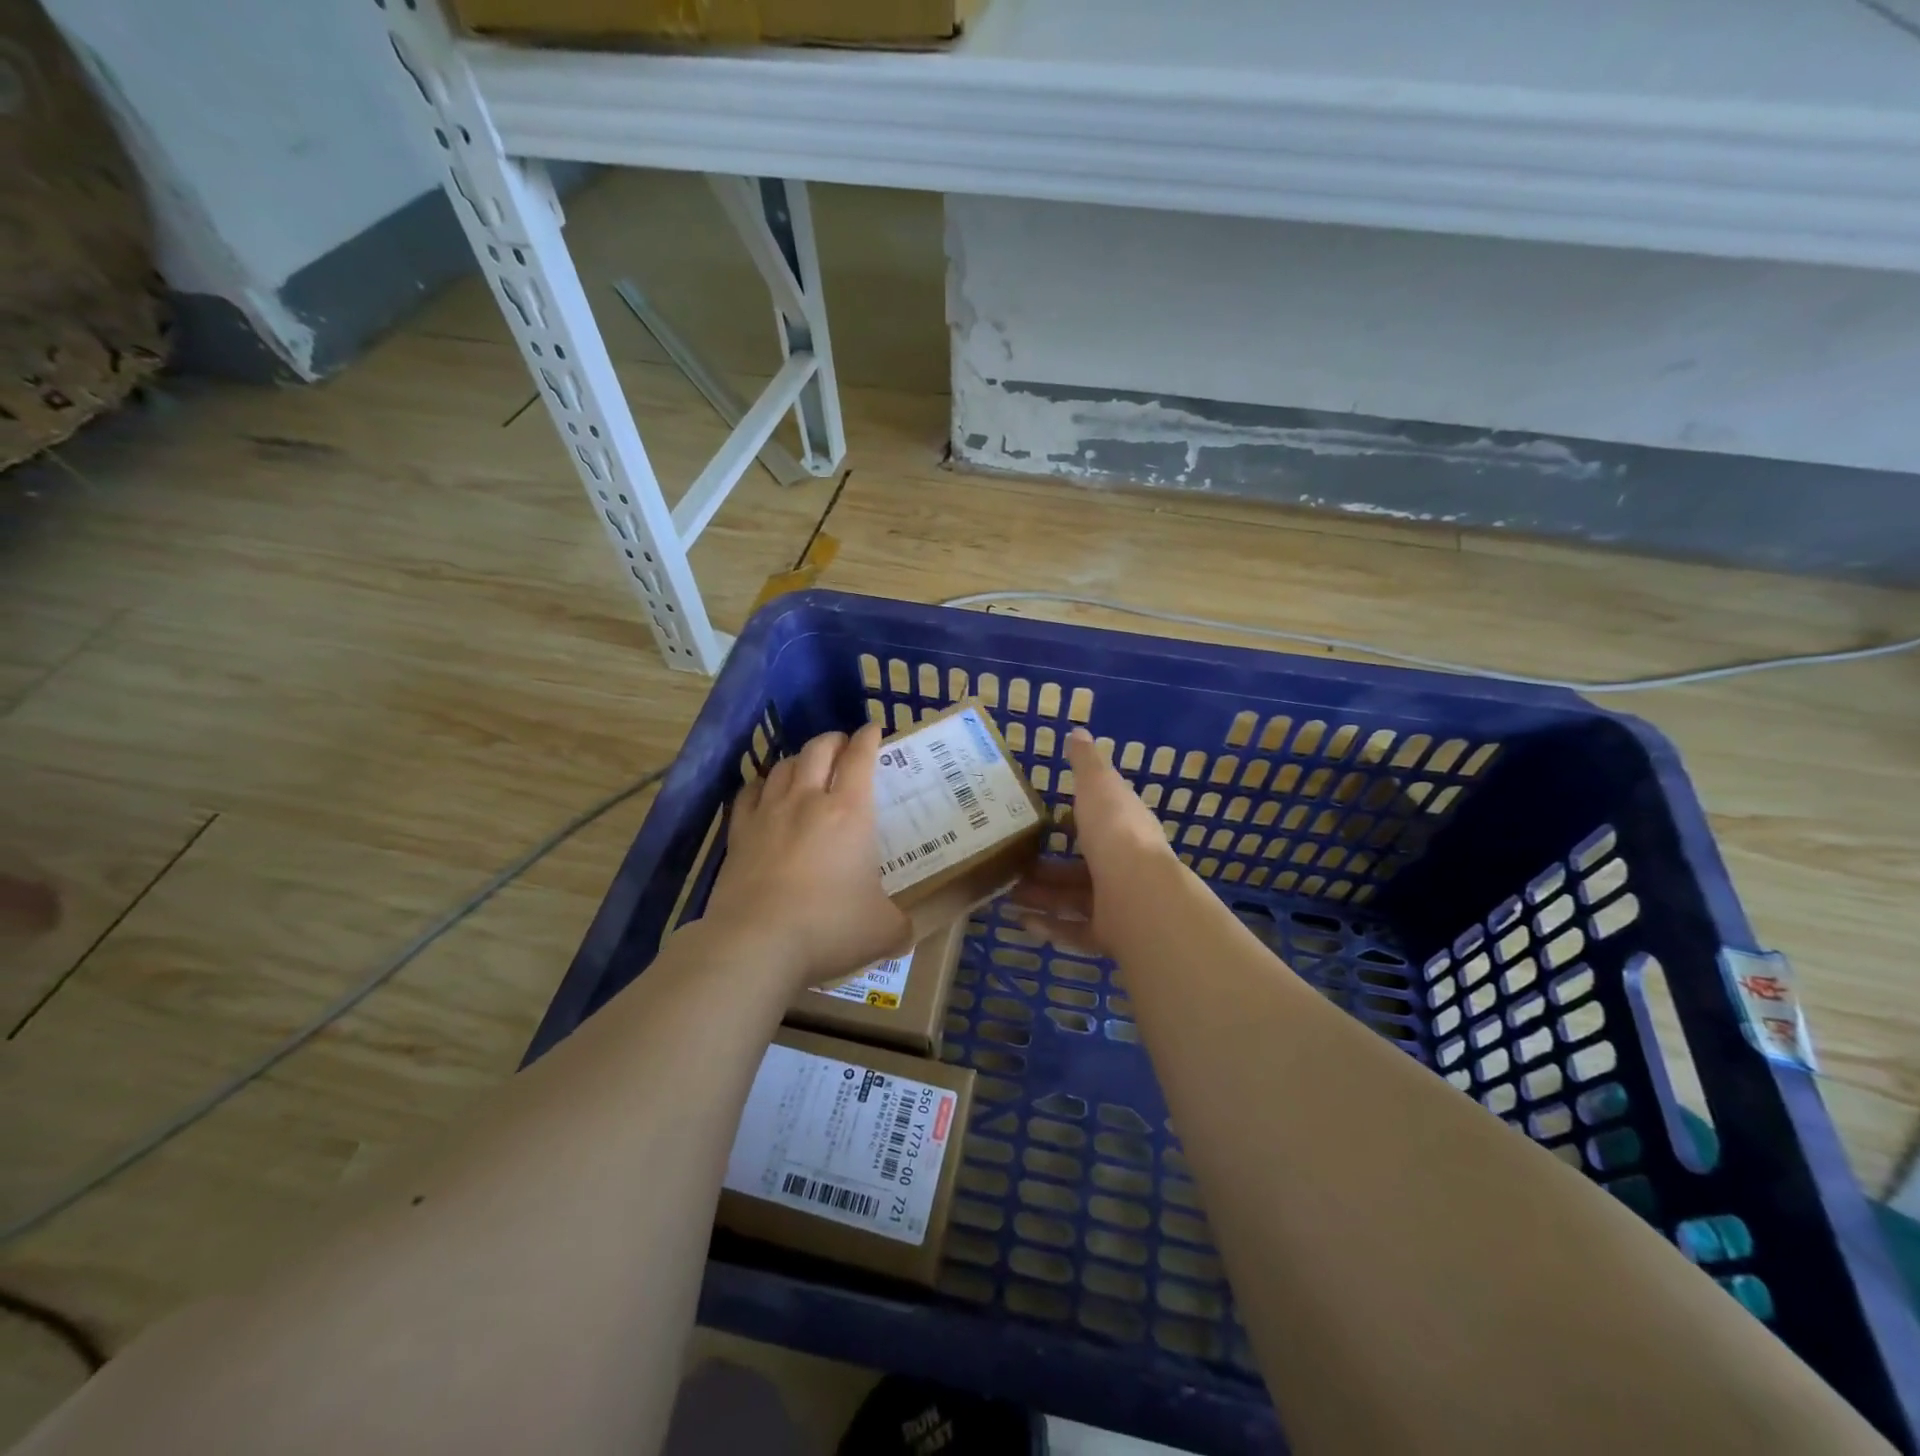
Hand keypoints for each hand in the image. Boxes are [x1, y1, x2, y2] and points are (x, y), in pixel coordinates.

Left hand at [703, 722, 913, 988]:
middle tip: (844, 745)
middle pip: (819, 749)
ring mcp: (768, 814)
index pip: (861, 758)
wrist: (756, 944)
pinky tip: (765, 791)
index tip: (874, 730)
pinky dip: (762, 784)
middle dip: (834, 740)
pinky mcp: (739, 833)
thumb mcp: (884, 931)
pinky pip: (749, 793)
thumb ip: (901, 925)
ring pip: (784, 766)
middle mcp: (808, 800)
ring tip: (808, 766)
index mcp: (850, 812)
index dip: (869, 738)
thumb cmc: (829, 928)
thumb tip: (907, 933)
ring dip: (800, 759)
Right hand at [1008, 727, 1175, 957]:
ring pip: (1073, 900)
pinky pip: (1075, 932)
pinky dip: (1049, 928)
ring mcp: (1118, 903)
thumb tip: (1078, 732)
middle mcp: (1123, 866)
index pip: (1099, 821)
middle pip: (1080, 867)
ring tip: (1006, 893)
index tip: (1042, 819)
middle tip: (1011, 863)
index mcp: (1123, 829)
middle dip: (1046, 866)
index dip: (1074, 820)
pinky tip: (1021, 922)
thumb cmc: (1115, 832)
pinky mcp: (1109, 935)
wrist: (1139, 894)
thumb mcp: (1097, 786)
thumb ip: (1086, 763)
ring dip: (1041, 896)